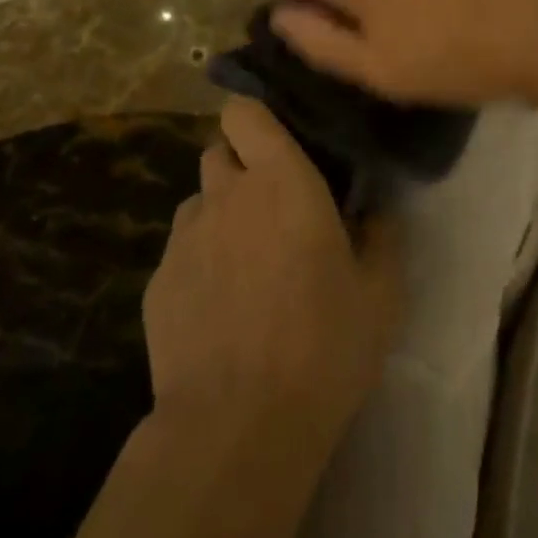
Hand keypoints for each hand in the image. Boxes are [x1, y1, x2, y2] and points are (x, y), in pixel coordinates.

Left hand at [143, 96, 402, 453]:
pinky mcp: (156, 283)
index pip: (244, 112)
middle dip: (242, 165)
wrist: (238, 425)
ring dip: (220, 213)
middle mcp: (225, 195)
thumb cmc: (323, 345)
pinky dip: (200, 261)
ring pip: (199, 202)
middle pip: (219, 151)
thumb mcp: (380, 294)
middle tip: (273, 204)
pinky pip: (181, 251)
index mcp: (281, 180)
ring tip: (246, 258)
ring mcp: (184, 239)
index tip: (280, 140)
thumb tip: (374, 210)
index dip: (256, 118)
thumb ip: (381, 236)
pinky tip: (220, 306)